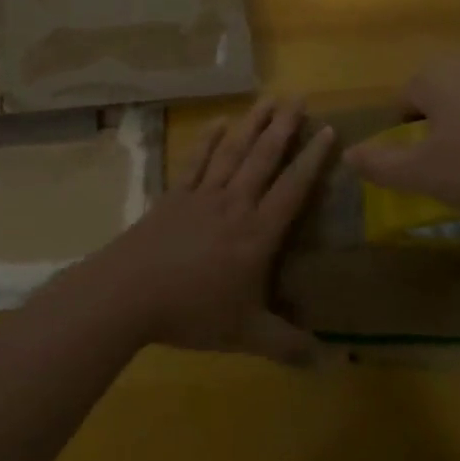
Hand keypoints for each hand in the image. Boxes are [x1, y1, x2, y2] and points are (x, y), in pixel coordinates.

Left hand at [84, 98, 333, 364]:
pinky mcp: (175, 195)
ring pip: (233, 152)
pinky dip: (210, 139)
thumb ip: (287, 345)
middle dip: (284, 127)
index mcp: (257, 233)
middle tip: (299, 97)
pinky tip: (220, 122)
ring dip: (252, 124)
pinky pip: (197, 161)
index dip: (312, 160)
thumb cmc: (192, 311)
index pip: (292, 189)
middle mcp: (234, 204)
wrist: (129, 293)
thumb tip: (330, 363)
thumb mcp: (246, 334)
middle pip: (263, 158)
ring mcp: (202, 195)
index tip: (328, 131)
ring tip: (268, 99)